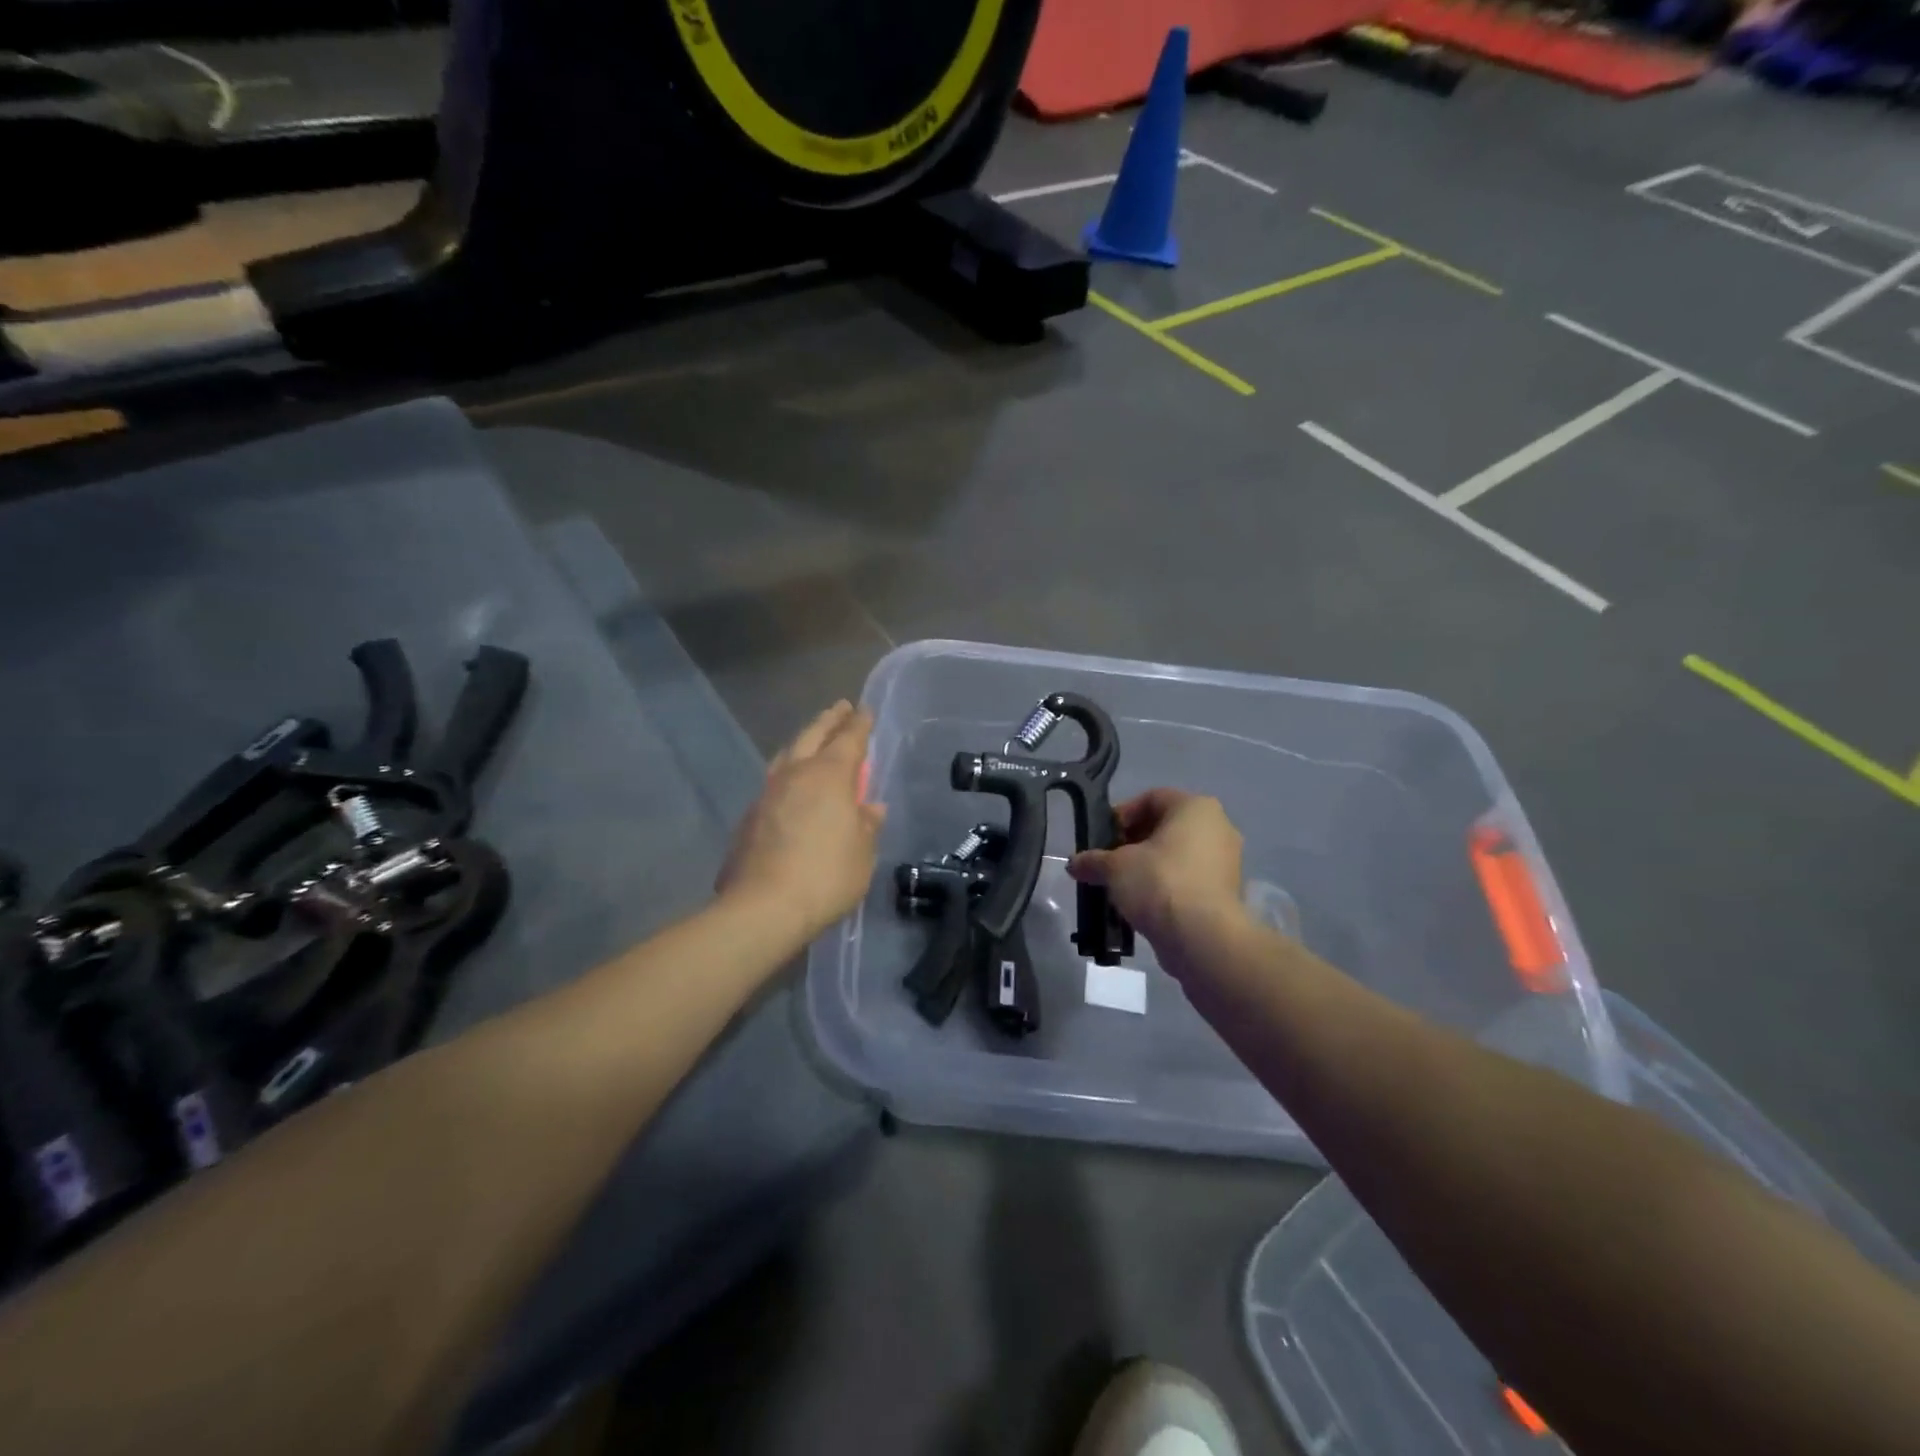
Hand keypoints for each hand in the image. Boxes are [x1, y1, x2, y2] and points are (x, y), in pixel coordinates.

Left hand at [718, 702, 885, 941]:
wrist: (763, 907)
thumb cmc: (826, 876)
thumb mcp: (862, 853)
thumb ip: (866, 825)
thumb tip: (870, 808)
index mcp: (829, 775)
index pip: (849, 739)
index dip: (859, 723)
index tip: (864, 710)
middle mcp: (795, 774)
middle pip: (812, 735)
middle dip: (828, 720)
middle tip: (839, 708)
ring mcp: (767, 793)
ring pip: (787, 754)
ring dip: (803, 742)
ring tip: (813, 739)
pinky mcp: (750, 816)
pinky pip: (774, 781)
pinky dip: (788, 773)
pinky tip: (792, 785)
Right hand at [1067, 790, 1247, 957]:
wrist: (1203, 939)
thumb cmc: (1160, 883)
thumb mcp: (1115, 867)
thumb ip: (1093, 860)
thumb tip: (1074, 864)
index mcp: (1195, 808)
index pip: (1151, 798)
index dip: (1121, 815)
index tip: (1102, 838)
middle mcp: (1217, 828)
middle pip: (1164, 828)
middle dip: (1132, 844)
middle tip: (1108, 863)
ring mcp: (1226, 863)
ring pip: (1176, 856)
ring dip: (1146, 868)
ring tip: (1120, 888)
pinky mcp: (1225, 894)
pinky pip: (1187, 881)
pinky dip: (1164, 888)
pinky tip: (1141, 906)